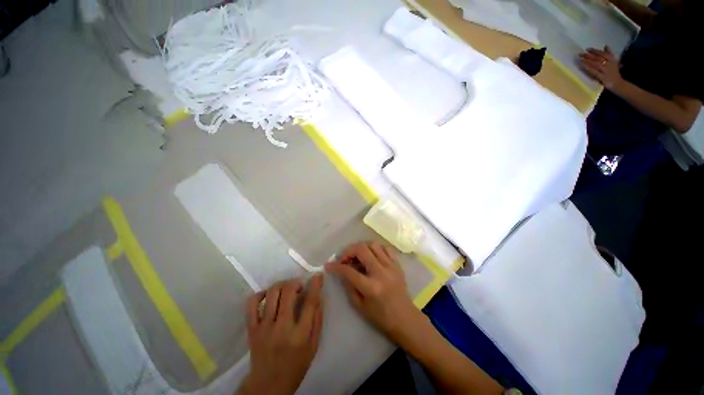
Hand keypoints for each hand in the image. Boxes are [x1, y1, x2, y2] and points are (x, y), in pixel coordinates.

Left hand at [239, 275, 323, 394]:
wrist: (268, 385)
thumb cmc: (295, 365)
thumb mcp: (313, 346)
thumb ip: (317, 320)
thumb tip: (318, 297)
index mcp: (300, 334)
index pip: (310, 302)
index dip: (315, 285)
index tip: (317, 276)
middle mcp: (282, 327)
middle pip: (288, 292)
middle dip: (296, 282)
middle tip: (300, 286)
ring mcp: (264, 327)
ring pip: (272, 293)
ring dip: (282, 285)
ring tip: (287, 289)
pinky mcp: (252, 329)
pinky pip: (252, 304)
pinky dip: (260, 294)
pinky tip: (268, 295)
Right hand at [326, 242, 423, 342]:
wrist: (405, 319)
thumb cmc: (381, 317)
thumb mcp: (360, 306)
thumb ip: (349, 286)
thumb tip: (342, 271)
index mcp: (371, 287)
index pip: (349, 271)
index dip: (336, 266)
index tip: (329, 264)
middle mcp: (381, 272)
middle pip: (361, 249)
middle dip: (348, 251)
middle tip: (343, 258)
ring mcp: (391, 266)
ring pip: (373, 244)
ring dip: (361, 247)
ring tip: (357, 255)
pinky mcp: (397, 264)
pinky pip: (385, 248)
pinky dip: (375, 248)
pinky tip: (371, 255)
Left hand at [579, 46, 622, 89]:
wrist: (618, 83)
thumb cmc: (614, 72)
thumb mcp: (614, 61)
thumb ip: (609, 54)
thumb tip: (606, 46)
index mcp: (612, 59)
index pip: (602, 53)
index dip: (594, 51)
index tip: (587, 49)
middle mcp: (609, 64)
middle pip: (598, 58)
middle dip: (589, 55)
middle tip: (580, 53)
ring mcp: (606, 71)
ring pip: (596, 64)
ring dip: (588, 61)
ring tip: (580, 59)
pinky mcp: (602, 77)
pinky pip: (594, 72)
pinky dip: (589, 68)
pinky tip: (583, 66)